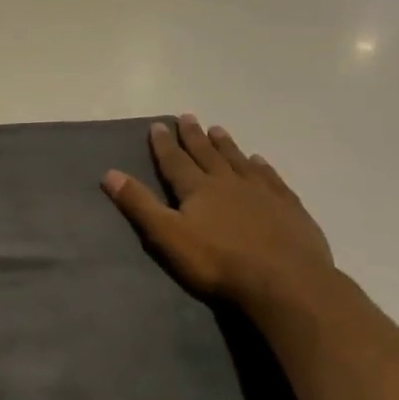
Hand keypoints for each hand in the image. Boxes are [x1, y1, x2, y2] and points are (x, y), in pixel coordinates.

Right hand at [103, 116, 334, 315]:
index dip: (163, 144)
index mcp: (197, 189)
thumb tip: (109, 173)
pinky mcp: (289, 208)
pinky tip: (259, 160)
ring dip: (225, 145)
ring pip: (238, 161)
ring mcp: (262, 193)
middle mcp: (228, 182)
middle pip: (206, 154)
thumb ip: (140, 205)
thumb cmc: (219, 262)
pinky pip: (271, 178)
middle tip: (187, 117)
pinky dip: (262, 167)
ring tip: (218, 129)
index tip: (157, 125)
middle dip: (194, 136)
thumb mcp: (168, 236)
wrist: (287, 283)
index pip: (175, 161)